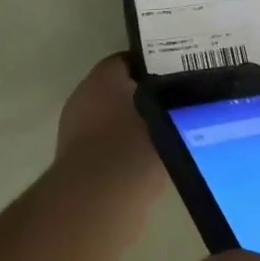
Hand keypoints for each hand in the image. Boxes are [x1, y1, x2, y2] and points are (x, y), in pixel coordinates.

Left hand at [53, 55, 163, 230]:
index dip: (152, 66)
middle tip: (174, 106)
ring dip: (133, 125)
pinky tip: (147, 162)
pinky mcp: (77, 161)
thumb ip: (174, 103)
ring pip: (112, 119)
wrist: (98, 200)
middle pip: (118, 89)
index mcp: (103, 77)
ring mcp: (75, 130)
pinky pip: (106, 146)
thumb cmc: (133, 147)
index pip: (129, 60)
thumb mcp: (166, 116)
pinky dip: (122, 151)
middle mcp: (83, 96)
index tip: (175, 77)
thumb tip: (183, 100)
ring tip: (166, 136)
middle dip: (143, 97)